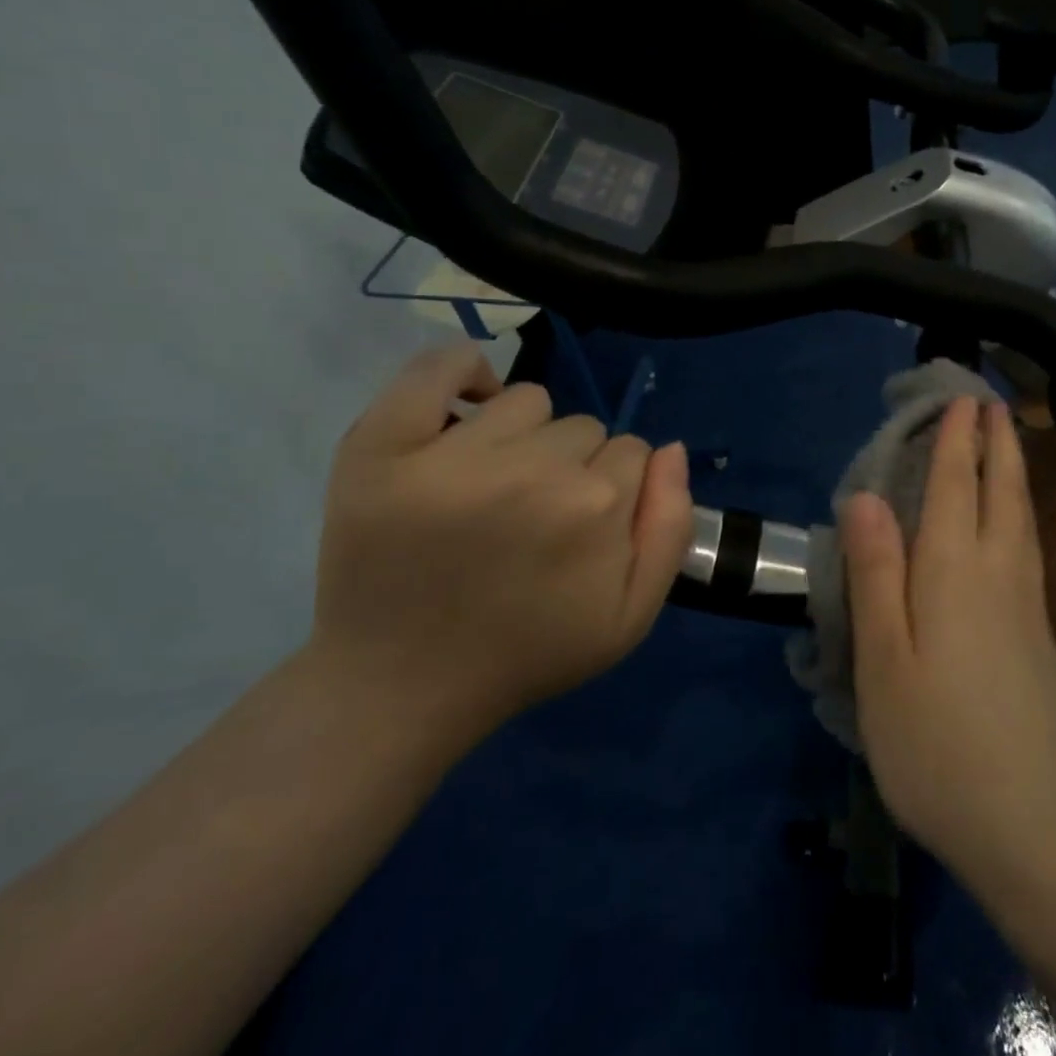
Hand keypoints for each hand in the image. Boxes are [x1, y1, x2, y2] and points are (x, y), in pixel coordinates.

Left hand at [311, 345, 692, 742]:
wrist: (402, 687)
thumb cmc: (528, 653)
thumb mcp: (631, 616)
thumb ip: (671, 526)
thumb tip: (670, 449)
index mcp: (598, 505)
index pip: (632, 451)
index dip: (615, 489)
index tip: (584, 529)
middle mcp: (534, 468)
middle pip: (583, 427)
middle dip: (573, 465)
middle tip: (535, 519)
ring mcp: (453, 454)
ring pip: (528, 400)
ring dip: (524, 435)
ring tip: (496, 486)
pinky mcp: (383, 446)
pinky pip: (436, 368)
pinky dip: (461, 371)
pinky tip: (467, 405)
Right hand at [841, 398, 1055, 882]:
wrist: (1036, 828)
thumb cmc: (938, 745)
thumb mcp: (885, 660)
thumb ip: (876, 574)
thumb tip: (862, 498)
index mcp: (953, 572)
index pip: (953, 487)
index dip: (954, 441)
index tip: (960, 399)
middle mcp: (997, 575)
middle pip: (1000, 491)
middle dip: (996, 441)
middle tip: (992, 401)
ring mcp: (1026, 606)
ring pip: (1022, 518)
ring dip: (1014, 471)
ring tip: (1011, 440)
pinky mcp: (1040, 637)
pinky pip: (1029, 547)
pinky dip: (1022, 513)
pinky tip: (1019, 523)